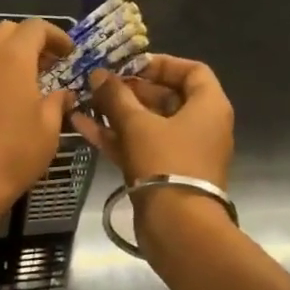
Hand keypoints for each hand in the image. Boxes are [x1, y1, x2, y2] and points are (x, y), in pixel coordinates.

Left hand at [0, 19, 75, 235]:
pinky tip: (15, 102)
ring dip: (14, 58)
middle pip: (8, 32)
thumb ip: (57, 103)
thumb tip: (63, 94)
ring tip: (36, 85)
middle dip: (31, 41)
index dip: (56, 35)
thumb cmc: (13, 153)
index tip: (71, 54)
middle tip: (52, 65)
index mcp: (12, 58)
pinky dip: (0, 75)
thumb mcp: (49, 129)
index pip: (34, 27)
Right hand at [70, 54, 233, 188]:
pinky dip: (116, 136)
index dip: (160, 64)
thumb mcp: (137, 124)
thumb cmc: (165, 162)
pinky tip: (82, 125)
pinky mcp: (164, 172)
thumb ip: (116, 96)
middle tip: (100, 85)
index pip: (191, 71)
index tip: (129, 65)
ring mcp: (182, 151)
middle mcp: (200, 126)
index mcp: (208, 106)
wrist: (178, 225)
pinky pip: (140, 145)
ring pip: (148, 123)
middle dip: (130, 90)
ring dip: (117, 113)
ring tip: (85, 102)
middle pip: (166, 97)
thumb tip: (98, 74)